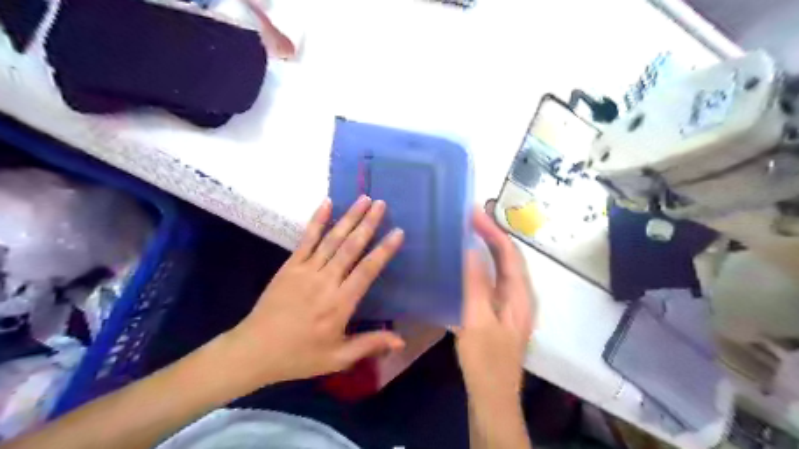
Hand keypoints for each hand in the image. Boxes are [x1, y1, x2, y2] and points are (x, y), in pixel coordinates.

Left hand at [218, 196, 402, 388]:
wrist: (255, 350)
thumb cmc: (299, 356)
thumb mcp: (338, 358)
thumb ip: (369, 344)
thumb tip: (401, 340)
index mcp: (340, 303)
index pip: (367, 270)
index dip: (384, 250)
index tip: (398, 232)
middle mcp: (326, 281)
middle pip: (351, 247)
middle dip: (368, 223)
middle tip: (381, 204)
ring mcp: (306, 270)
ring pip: (332, 239)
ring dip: (349, 217)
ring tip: (363, 199)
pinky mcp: (290, 265)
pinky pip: (306, 239)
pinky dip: (317, 220)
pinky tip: (327, 203)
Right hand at [456, 208, 535, 401]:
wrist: (491, 398)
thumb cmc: (486, 362)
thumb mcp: (477, 321)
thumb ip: (475, 284)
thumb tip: (470, 249)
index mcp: (520, 296)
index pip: (509, 254)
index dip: (492, 231)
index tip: (472, 213)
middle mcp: (519, 296)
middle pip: (508, 258)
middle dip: (491, 235)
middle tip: (468, 217)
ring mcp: (510, 304)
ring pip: (500, 268)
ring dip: (486, 248)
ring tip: (467, 232)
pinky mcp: (499, 312)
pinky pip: (491, 280)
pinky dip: (480, 265)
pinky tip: (465, 263)